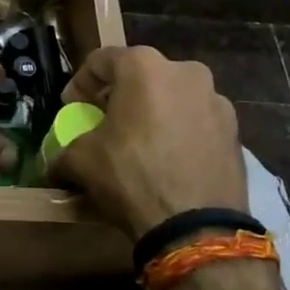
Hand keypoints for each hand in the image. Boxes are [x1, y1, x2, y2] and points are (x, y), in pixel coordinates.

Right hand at [47, 46, 248, 237]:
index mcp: (144, 66)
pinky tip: (168, 159)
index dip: (80, 83)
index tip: (72, 107)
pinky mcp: (235, 130)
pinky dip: (179, 131)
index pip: (101, 61)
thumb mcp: (82, 161)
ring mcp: (216, 100)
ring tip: (140, 143)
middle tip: (105, 121)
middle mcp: (184, 71)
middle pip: (141, 75)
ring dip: (153, 112)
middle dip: (120, 95)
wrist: (197, 229)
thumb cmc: (132, 178)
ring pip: (173, 96)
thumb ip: (64, 151)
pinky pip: (196, 121)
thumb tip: (54, 164)